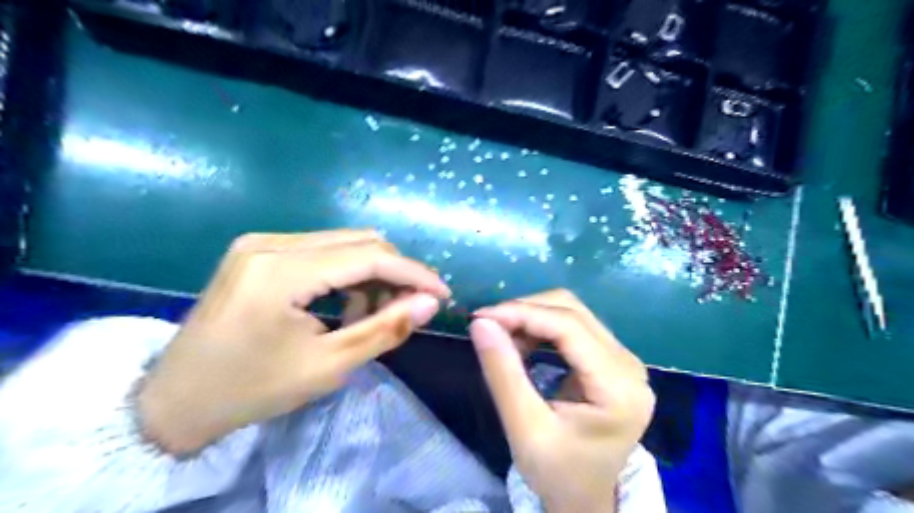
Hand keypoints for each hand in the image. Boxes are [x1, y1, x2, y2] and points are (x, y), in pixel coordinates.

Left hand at [138, 231, 449, 454]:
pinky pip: (322, 250)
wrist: (175, 399)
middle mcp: (270, 242)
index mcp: (281, 271)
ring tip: (377, 311)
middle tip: (414, 305)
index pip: (369, 256)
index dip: (414, 273)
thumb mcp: (328, 366)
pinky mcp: (259, 250)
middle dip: (396, 272)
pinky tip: (348, 302)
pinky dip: (347, 272)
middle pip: (359, 241)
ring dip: (372, 273)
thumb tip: (430, 303)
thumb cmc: (252, 390)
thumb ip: (385, 329)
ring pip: (343, 243)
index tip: (443, 294)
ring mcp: (261, 242)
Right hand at [466, 290, 651, 511]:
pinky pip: (574, 326)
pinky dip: (542, 327)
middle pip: (573, 311)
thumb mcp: (525, 429)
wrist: (586, 498)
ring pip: (572, 313)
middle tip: (488, 327)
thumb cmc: (558, 473)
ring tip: (503, 337)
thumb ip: (503, 374)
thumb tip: (481, 323)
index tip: (481, 316)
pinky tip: (523, 342)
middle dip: (525, 311)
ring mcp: (624, 360)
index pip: (568, 327)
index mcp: (618, 387)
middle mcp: (629, 365)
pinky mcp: (612, 360)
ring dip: (533, 317)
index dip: (522, 313)